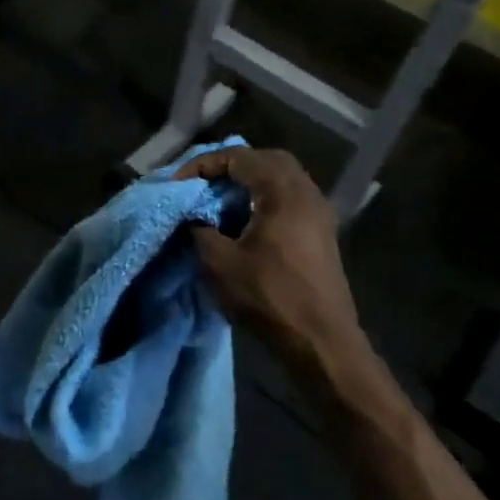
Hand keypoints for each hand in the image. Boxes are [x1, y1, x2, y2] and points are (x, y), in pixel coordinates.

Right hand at [175, 148, 365, 372]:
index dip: (204, 165)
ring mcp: (319, 213)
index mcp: (283, 192)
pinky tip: (244, 221)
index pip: (239, 157)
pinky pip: (290, 198)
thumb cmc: (270, 297)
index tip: (178, 183)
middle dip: (230, 166)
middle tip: (202, 183)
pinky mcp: (321, 233)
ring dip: (249, 182)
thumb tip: (193, 217)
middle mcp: (306, 193)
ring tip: (219, 200)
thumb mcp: (220, 263)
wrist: (321, 342)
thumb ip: (200, 230)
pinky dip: (264, 198)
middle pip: (266, 160)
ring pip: (281, 178)